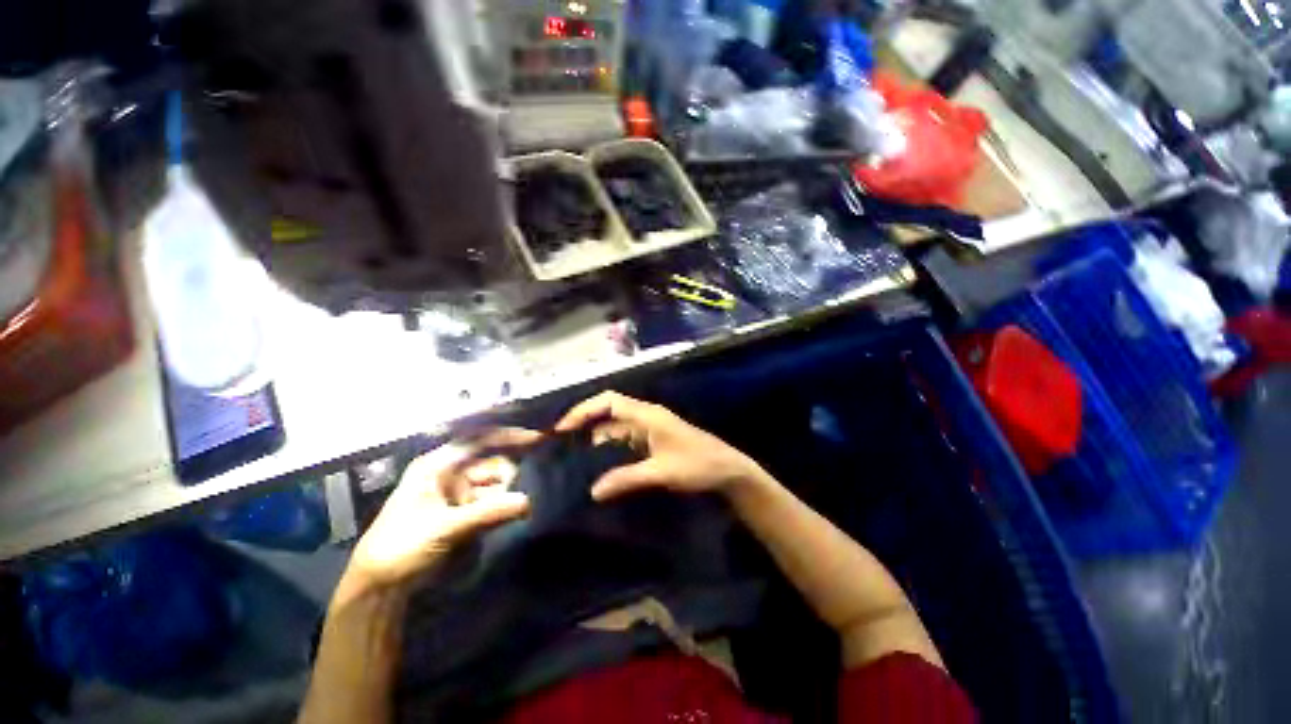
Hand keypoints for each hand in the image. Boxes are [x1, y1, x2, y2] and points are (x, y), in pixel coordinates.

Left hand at [345, 428, 537, 592]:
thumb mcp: (443, 528)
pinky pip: (492, 502)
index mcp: (437, 466)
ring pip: (494, 484)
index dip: (507, 437)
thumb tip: (528, 502)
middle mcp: (450, 473)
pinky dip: (504, 506)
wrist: (380, 587)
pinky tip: (515, 512)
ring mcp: (458, 493)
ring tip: (518, 508)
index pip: (478, 441)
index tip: (536, 438)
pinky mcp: (464, 512)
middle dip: (508, 475)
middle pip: (491, 463)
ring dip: (507, 494)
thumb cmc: (402, 546)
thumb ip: (487, 513)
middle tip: (523, 492)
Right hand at [556, 391, 768, 501]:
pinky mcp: (653, 440)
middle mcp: (646, 416)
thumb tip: (592, 492)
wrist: (728, 470)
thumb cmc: (697, 465)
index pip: (609, 401)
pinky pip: (625, 439)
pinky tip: (598, 464)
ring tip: (573, 456)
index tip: (562, 428)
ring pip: (616, 426)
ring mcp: (650, 428)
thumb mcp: (661, 472)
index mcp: (647, 415)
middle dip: (585, 423)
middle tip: (560, 444)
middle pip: (609, 412)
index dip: (583, 410)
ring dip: (596, 437)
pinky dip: (610, 448)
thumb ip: (626, 479)